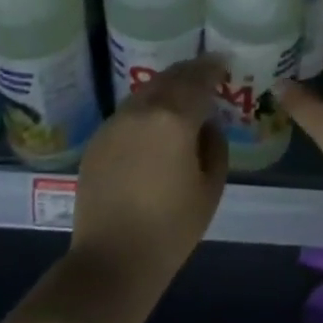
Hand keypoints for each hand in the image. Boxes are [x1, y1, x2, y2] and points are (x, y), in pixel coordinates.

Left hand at [72, 54, 229, 290]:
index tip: (224, 63)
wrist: (112, 260)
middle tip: (206, 72)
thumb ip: (215, 145)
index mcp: (174, 118)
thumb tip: (206, 125)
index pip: (198, 80)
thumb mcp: (211, 187)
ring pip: (145, 92)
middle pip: (169, 78)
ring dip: (166, 87)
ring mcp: (114, 123)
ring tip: (182, 96)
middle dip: (190, 72)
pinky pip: (128, 112)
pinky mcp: (97, 140)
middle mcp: (141, 111)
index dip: (213, 68)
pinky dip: (146, 107)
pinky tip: (155, 123)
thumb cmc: (171, 228)